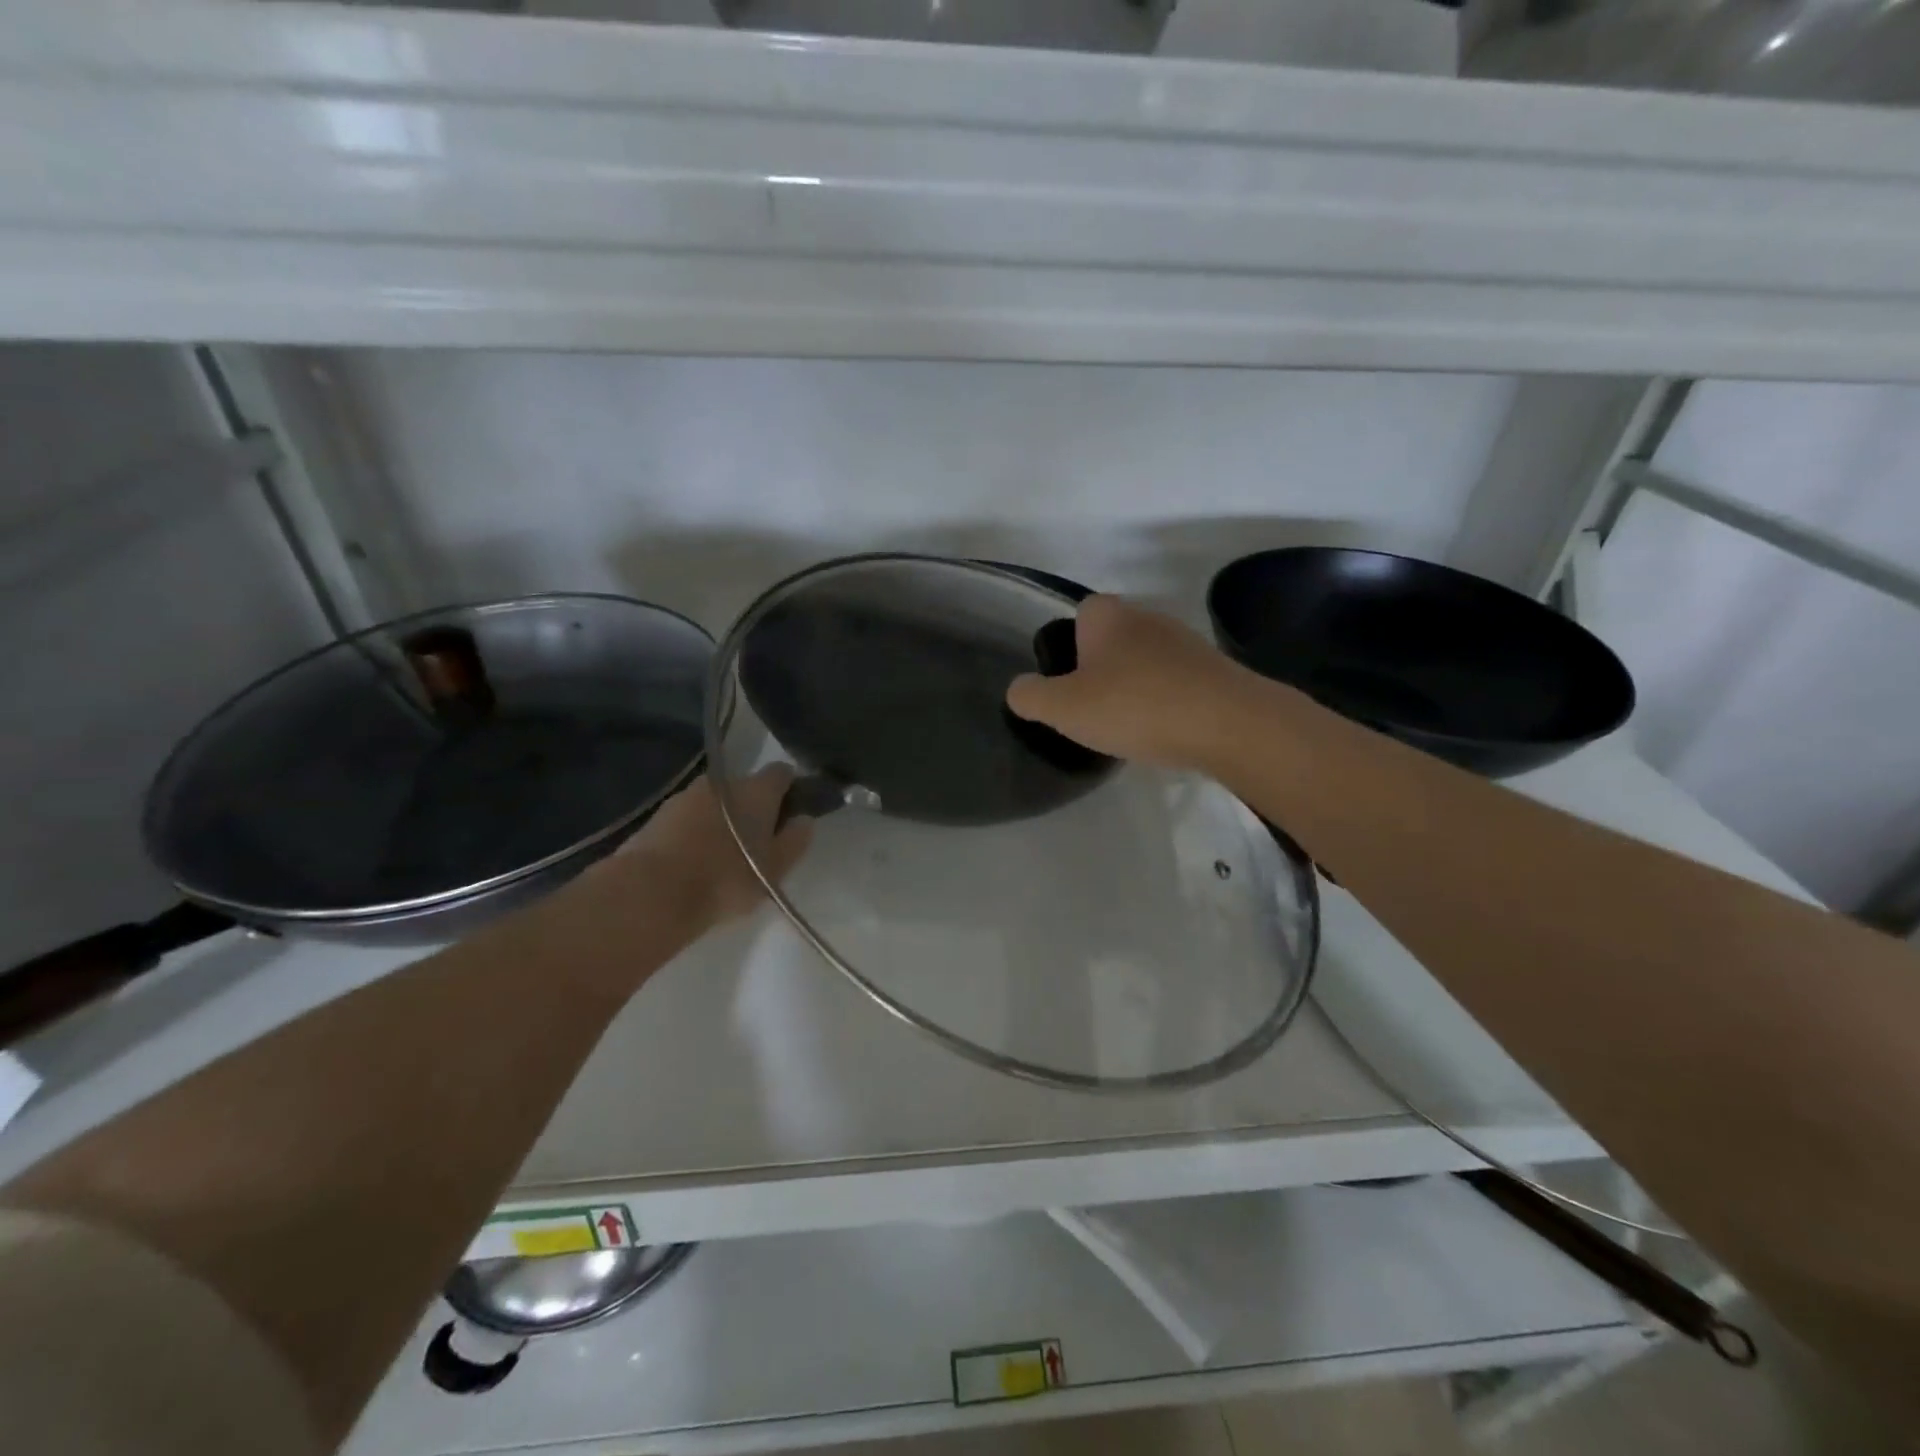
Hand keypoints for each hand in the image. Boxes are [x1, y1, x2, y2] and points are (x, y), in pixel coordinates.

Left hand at [609, 764, 811, 929]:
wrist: (651, 894)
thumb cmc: (725, 879)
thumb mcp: (774, 870)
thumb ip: (795, 842)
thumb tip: (804, 820)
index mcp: (756, 790)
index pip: (781, 773)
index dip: (790, 788)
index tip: (791, 811)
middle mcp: (722, 783)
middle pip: (746, 787)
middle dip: (753, 807)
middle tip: (756, 842)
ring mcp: (685, 796)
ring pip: (715, 802)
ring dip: (722, 819)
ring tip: (722, 854)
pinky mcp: (658, 815)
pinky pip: (688, 818)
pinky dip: (696, 831)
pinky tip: (694, 860)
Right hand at [1005, 595, 1255, 770]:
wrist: (1228, 723)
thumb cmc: (1135, 707)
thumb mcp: (1064, 709)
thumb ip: (1031, 697)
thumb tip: (1020, 689)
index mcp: (1107, 617)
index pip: (1081, 612)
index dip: (1069, 645)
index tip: (1068, 683)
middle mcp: (1147, 617)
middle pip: (1112, 637)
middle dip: (1101, 667)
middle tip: (1093, 708)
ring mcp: (1185, 641)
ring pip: (1145, 659)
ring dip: (1135, 685)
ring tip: (1128, 724)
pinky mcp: (1214, 669)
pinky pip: (1175, 680)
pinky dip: (1165, 700)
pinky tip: (1164, 729)